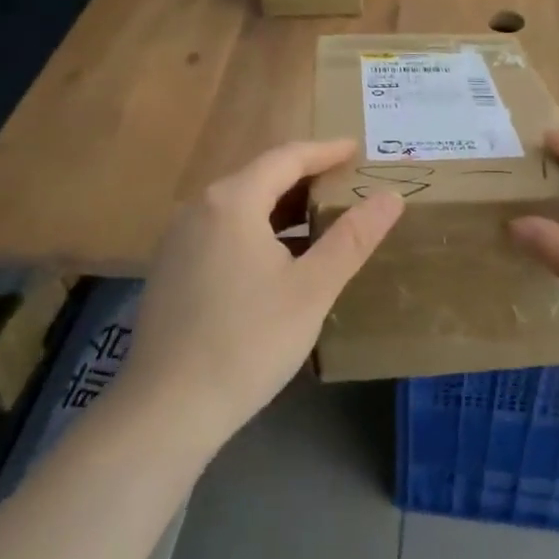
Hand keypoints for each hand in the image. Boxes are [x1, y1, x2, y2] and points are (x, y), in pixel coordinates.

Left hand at [117, 140, 403, 451]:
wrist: (167, 409)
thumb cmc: (249, 341)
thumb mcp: (312, 288)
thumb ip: (353, 237)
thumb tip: (391, 196)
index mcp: (232, 201)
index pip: (286, 157)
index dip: (325, 151)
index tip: (357, 149)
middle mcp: (199, 208)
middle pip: (260, 177)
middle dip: (305, 177)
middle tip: (346, 183)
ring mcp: (178, 240)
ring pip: (240, 207)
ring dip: (281, 207)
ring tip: (320, 218)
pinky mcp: (171, 270)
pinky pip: (223, 231)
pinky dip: (258, 230)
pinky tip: (279, 259)